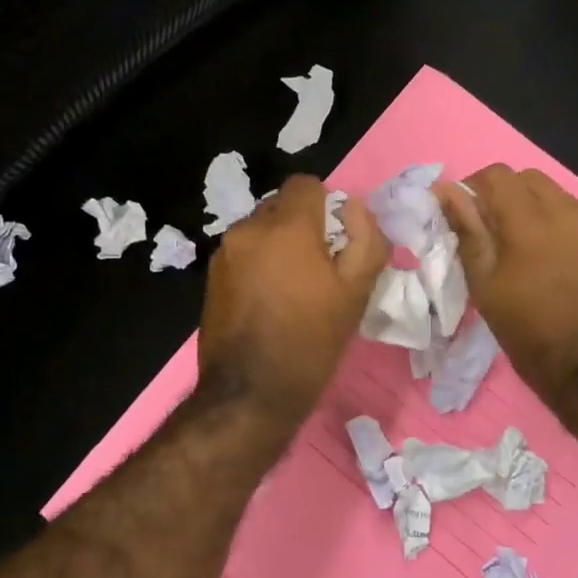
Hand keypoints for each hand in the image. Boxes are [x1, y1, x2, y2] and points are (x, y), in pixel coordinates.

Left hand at [197, 176, 388, 423]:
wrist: (250, 393)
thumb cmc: (311, 340)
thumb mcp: (357, 292)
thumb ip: (366, 240)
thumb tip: (355, 209)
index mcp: (286, 226)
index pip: (306, 184)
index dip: (327, 205)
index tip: (337, 239)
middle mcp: (248, 229)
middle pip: (281, 206)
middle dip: (302, 226)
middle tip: (319, 267)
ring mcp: (224, 254)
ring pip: (260, 231)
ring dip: (278, 246)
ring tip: (292, 289)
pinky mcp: (211, 278)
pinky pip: (243, 255)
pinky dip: (258, 265)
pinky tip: (268, 303)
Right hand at [436, 165, 577, 406]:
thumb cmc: (528, 332)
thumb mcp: (485, 286)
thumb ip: (467, 231)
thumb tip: (446, 191)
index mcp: (530, 223)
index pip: (497, 175)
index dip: (476, 186)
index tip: (468, 213)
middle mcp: (570, 212)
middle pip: (530, 179)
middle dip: (507, 195)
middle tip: (497, 231)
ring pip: (560, 197)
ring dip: (538, 211)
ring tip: (532, 250)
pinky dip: (566, 228)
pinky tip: (563, 263)